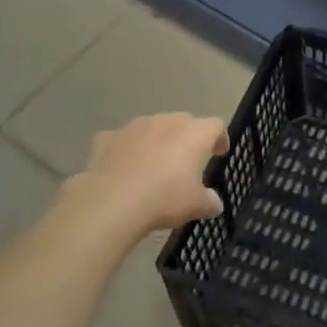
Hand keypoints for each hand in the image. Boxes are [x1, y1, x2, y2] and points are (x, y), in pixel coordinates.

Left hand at [72, 112, 229, 232]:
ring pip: (152, 128)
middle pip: (183, 122)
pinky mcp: (107, 137)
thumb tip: (214, 203)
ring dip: (157, 142)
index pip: (215, 125)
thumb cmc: (165, 198)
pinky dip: (127, 151)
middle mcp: (165, 121)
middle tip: (187, 160)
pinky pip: (123, 141)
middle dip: (187, 138)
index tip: (219, 153)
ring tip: (154, 166)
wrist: (112, 201)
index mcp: (193, 133)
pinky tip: (124, 170)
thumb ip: (209, 201)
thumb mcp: (196, 205)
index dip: (219, 138)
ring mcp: (134, 126)